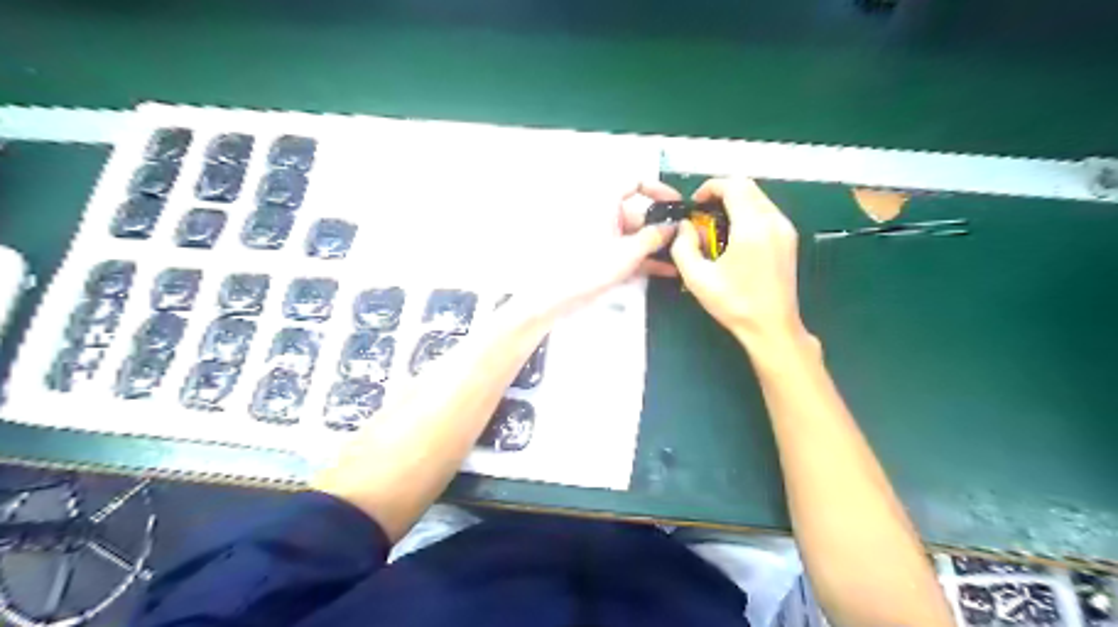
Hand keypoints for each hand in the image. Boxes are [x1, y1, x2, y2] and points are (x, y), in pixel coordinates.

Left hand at [510, 178, 675, 318]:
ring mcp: (603, 237)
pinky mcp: (602, 255)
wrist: (558, 295)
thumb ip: (653, 237)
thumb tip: (673, 228)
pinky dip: (644, 258)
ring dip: (656, 246)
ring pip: (635, 236)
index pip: (635, 183)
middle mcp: (604, 216)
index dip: (658, 190)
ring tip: (679, 258)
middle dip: (661, 228)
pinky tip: (664, 269)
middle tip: (684, 239)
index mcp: (605, 204)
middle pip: (639, 214)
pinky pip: (628, 251)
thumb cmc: (588, 268)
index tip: (676, 203)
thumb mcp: (628, 252)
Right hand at [667, 176, 807, 346]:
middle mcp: (773, 220)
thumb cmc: (734, 304)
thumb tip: (685, 227)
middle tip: (702, 215)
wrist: (772, 327)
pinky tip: (734, 237)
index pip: (733, 185)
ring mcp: (785, 229)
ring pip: (758, 197)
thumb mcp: (696, 278)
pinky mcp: (789, 239)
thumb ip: (683, 247)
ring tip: (716, 227)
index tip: (695, 205)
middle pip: (747, 186)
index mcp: (752, 227)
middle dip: (721, 193)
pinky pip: (766, 211)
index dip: (710, 188)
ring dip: (735, 202)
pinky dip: (748, 213)